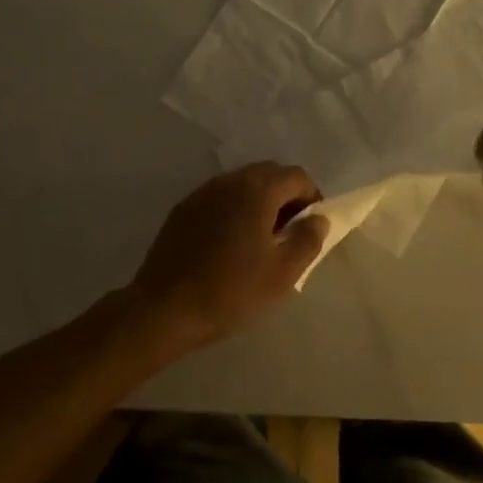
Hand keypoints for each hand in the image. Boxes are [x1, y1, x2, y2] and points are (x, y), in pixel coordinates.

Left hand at [125, 163, 326, 352]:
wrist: (164, 308)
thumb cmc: (231, 291)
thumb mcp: (283, 273)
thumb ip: (308, 240)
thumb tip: (318, 218)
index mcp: (257, 190)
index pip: (297, 176)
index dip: (312, 198)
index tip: (310, 228)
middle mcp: (229, 180)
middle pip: (269, 174)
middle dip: (286, 197)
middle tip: (288, 234)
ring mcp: (202, 192)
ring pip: (242, 184)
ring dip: (259, 202)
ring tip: (260, 240)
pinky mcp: (183, 209)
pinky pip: (219, 198)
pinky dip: (234, 210)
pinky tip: (229, 244)